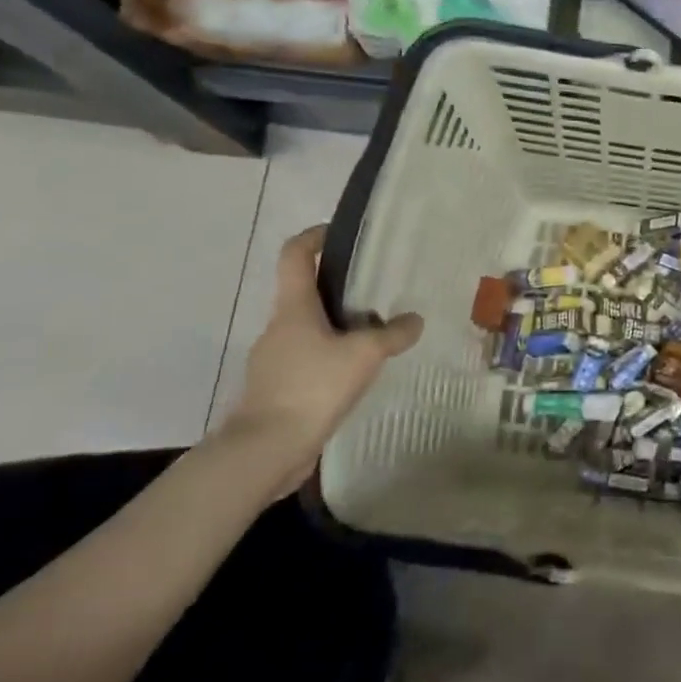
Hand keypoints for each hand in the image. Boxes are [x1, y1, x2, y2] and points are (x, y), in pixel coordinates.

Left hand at [218, 225, 423, 497]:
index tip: (337, 233)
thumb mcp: (364, 355)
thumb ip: (392, 335)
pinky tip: (356, 374)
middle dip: (338, 288)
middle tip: (376, 292)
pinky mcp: (277, 389)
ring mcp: (274, 360)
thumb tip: (414, 320)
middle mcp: (279, 327)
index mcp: (294, 308)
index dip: (313, 237)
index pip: (295, 256)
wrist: (266, 448)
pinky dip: (331, 359)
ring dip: (337, 327)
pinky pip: (308, 360)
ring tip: (375, 336)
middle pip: (305, 293)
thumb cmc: (313, 387)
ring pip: (309, 330)